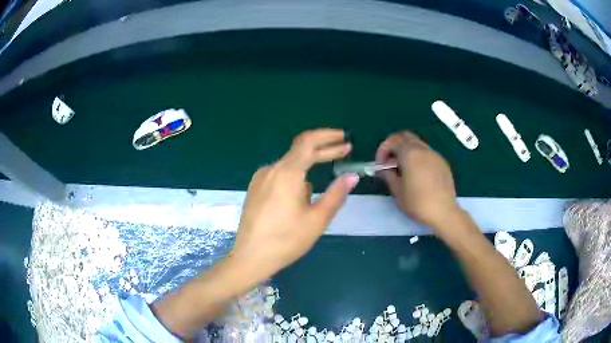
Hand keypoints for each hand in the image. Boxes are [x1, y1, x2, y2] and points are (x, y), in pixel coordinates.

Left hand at [230, 129, 359, 282]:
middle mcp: (271, 170)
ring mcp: (260, 179)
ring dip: (309, 166)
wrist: (250, 257)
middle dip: (324, 149)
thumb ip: (336, 194)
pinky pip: (279, 175)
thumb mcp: (317, 219)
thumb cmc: (286, 241)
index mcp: (287, 173)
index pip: (308, 142)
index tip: (345, 139)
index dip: (328, 136)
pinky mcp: (255, 189)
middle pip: (300, 150)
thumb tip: (352, 176)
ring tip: (322, 184)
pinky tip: (301, 196)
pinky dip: (295, 177)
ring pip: (290, 164)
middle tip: (345, 151)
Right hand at [375, 131, 460, 230]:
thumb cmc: (417, 203)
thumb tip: (384, 169)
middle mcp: (423, 149)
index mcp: (410, 153)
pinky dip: (419, 157)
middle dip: (395, 145)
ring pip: (418, 144)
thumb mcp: (397, 191)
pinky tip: (418, 174)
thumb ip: (388, 175)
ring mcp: (435, 155)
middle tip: (390, 160)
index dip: (383, 150)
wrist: (443, 212)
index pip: (393, 141)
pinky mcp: (443, 163)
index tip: (380, 164)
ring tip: (403, 168)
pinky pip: (427, 153)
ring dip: (408, 151)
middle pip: (406, 137)